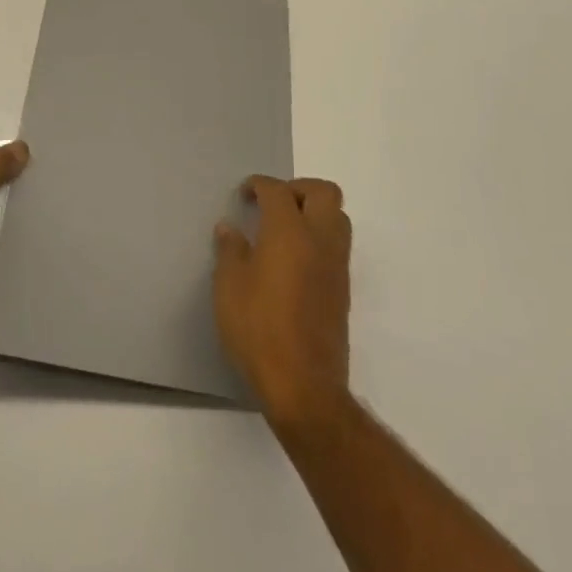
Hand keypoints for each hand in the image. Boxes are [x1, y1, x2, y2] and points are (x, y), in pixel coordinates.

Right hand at [213, 176, 352, 430]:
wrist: (304, 386)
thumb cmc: (259, 329)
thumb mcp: (229, 287)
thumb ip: (230, 250)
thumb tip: (230, 228)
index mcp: (289, 231)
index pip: (278, 191)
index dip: (259, 185)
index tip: (245, 194)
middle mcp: (319, 240)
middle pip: (324, 193)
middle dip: (298, 188)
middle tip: (273, 203)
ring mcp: (336, 266)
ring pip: (338, 218)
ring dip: (314, 212)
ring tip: (284, 230)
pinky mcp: (342, 291)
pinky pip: (337, 247)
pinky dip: (319, 239)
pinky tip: (293, 261)